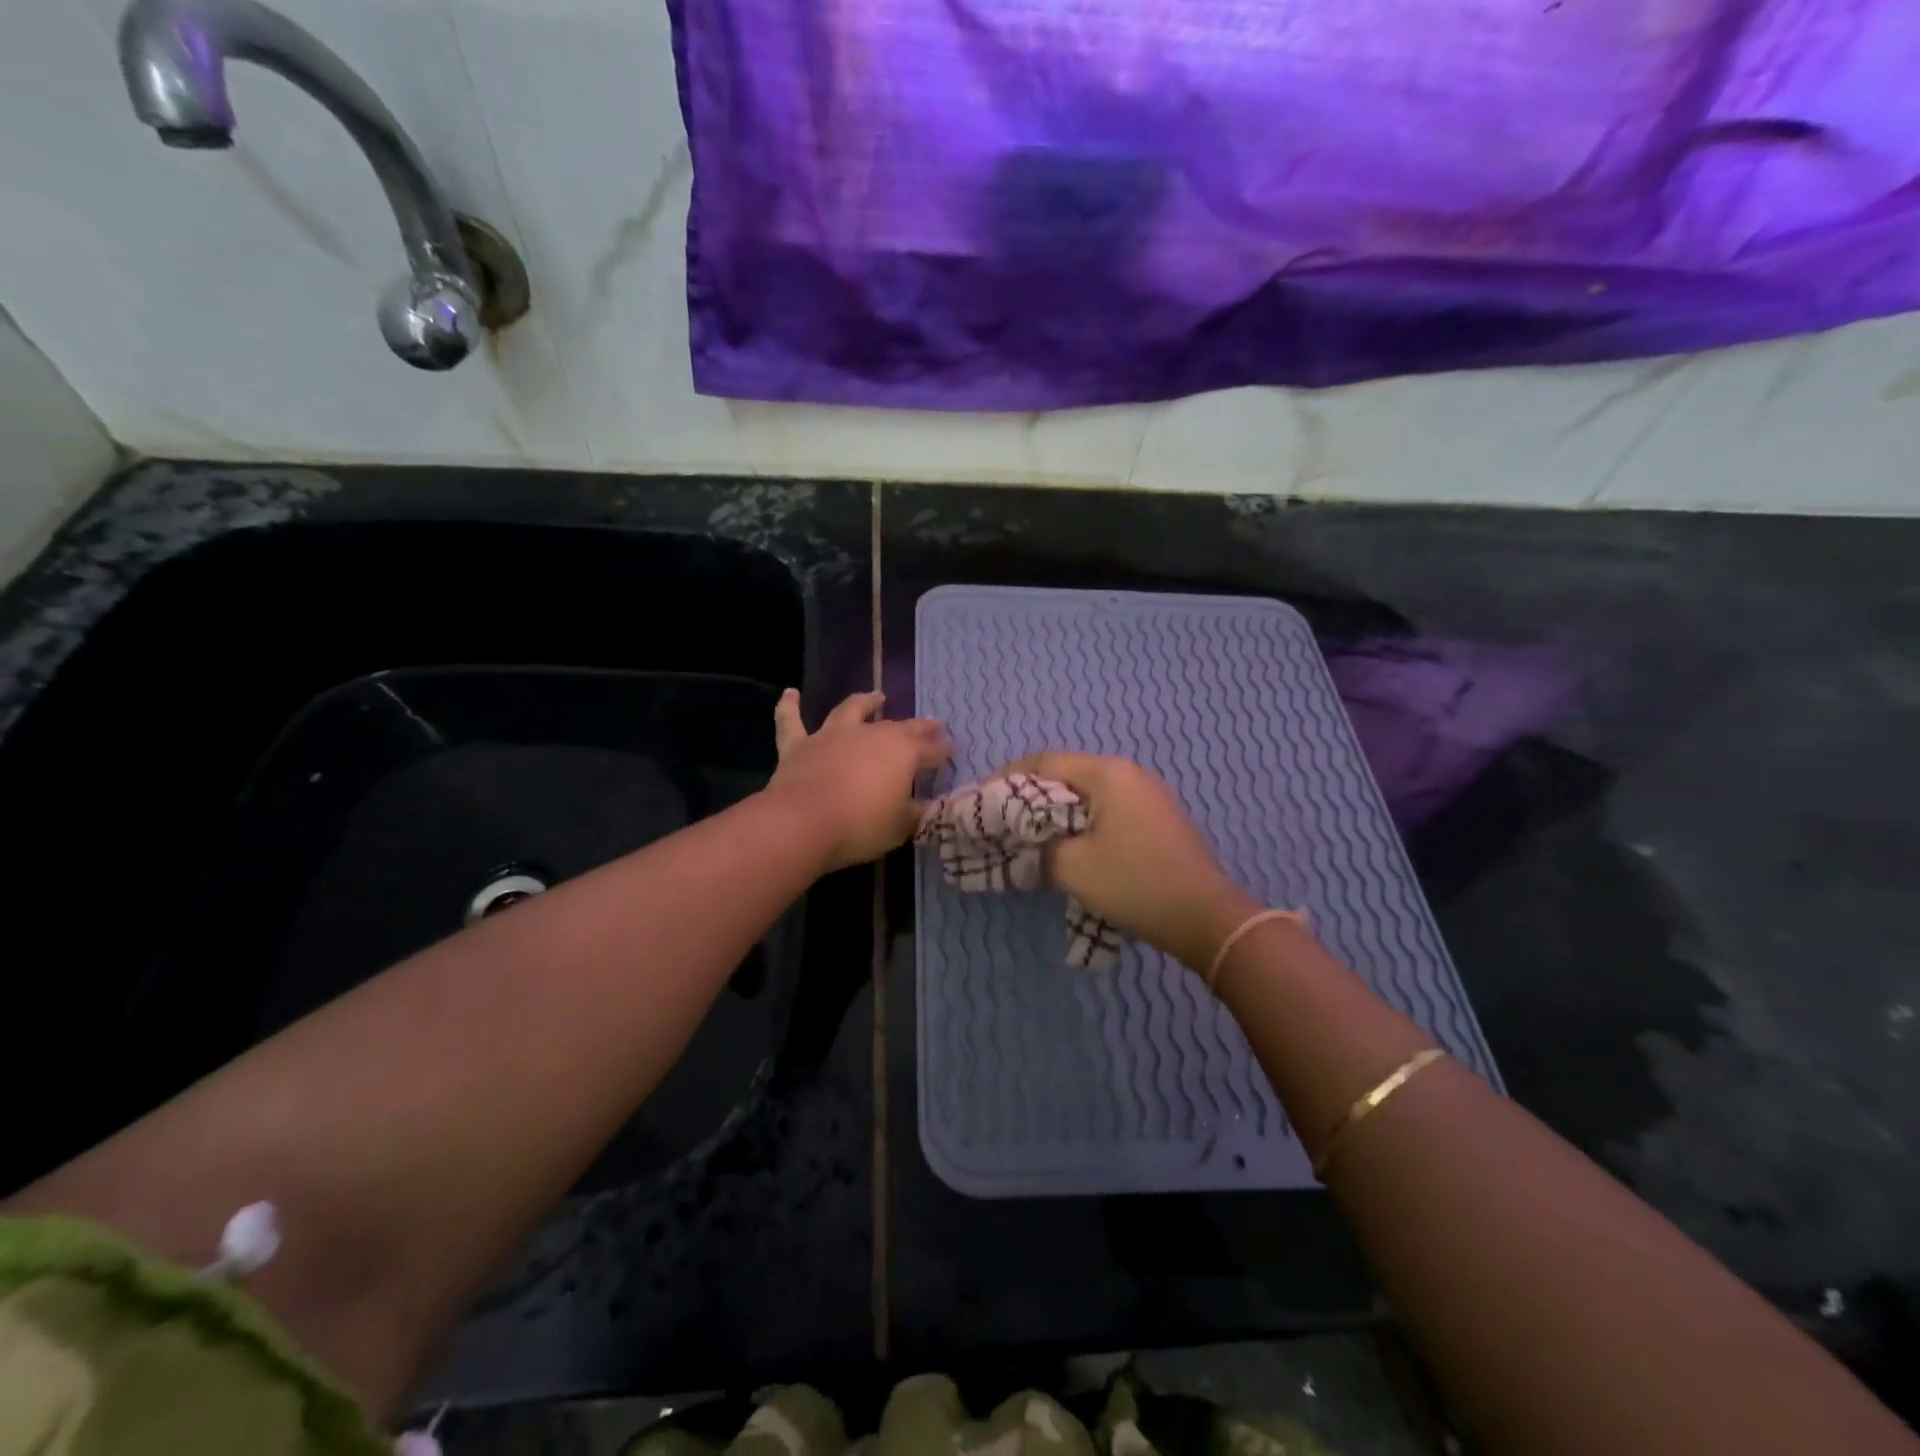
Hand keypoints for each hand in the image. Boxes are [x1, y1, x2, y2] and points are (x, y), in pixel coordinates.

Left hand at [769, 689, 951, 870]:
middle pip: (901, 727)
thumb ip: (917, 813)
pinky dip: (790, 706)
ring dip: (866, 702)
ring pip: (852, 710)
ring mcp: (833, 736)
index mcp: (902, 753)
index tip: (956, 749)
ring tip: (877, 696)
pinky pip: (792, 721)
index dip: (945, 751)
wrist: (803, 823)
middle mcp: (870, 735)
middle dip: (920, 727)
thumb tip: (929, 805)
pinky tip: (790, 693)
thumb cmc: (861, 826)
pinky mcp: (799, 745)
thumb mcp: (901, 826)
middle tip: (933, 725)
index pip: (932, 750)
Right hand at [1003, 751, 1259, 970]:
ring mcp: (1147, 794)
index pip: (1044, 761)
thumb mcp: (1072, 866)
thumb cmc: (1134, 882)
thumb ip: (1038, 848)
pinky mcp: (1157, 817)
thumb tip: (1026, 845)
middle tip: (1001, 819)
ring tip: (1029, 834)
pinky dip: (1081, 821)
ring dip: (1055, 810)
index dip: (1006, 778)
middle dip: (1029, 795)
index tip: (982, 800)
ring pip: (1087, 793)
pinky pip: (1107, 808)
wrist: (1205, 916)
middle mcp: (1128, 773)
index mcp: (1107, 773)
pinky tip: (1068, 844)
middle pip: (1066, 773)